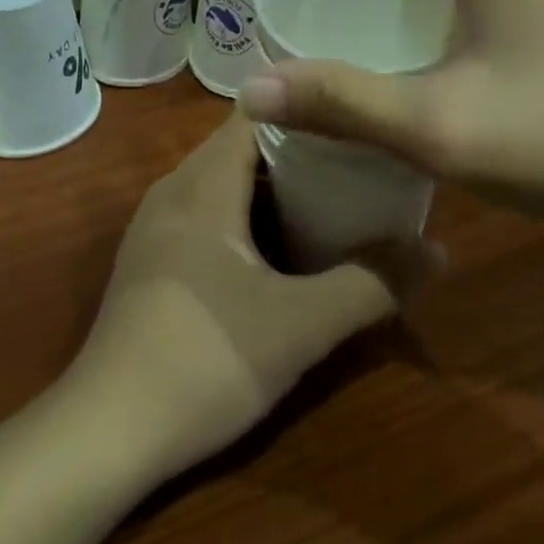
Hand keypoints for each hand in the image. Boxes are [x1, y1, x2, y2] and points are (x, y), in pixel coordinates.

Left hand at [72, 115, 425, 480]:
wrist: (106, 431)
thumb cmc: (205, 359)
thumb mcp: (301, 326)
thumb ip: (372, 284)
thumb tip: (437, 250)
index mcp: (204, 181)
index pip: (258, 113)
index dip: (309, 112)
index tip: (357, 127)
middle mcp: (175, 187)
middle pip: (244, 146)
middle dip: (302, 155)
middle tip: (357, 171)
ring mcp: (156, 223)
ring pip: (224, 181)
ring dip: (274, 190)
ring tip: (331, 207)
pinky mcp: (151, 257)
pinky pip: (206, 212)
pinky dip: (246, 216)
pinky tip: (278, 254)